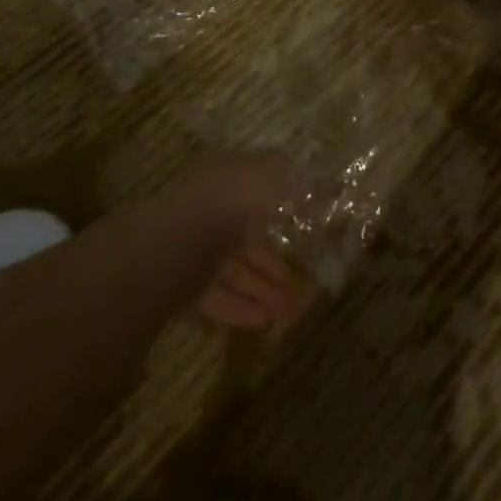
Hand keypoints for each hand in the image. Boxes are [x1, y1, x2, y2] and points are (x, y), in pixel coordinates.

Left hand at [177, 153, 320, 333]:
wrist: (180, 243)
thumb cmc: (231, 203)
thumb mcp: (271, 179)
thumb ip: (295, 184)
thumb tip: (320, 187)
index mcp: (229, 181)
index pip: (259, 197)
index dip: (285, 217)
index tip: (308, 239)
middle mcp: (213, 211)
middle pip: (249, 240)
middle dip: (275, 266)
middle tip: (302, 292)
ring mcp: (196, 248)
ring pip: (236, 270)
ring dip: (263, 291)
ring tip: (289, 315)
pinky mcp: (184, 283)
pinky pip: (217, 295)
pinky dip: (239, 307)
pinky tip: (262, 321)